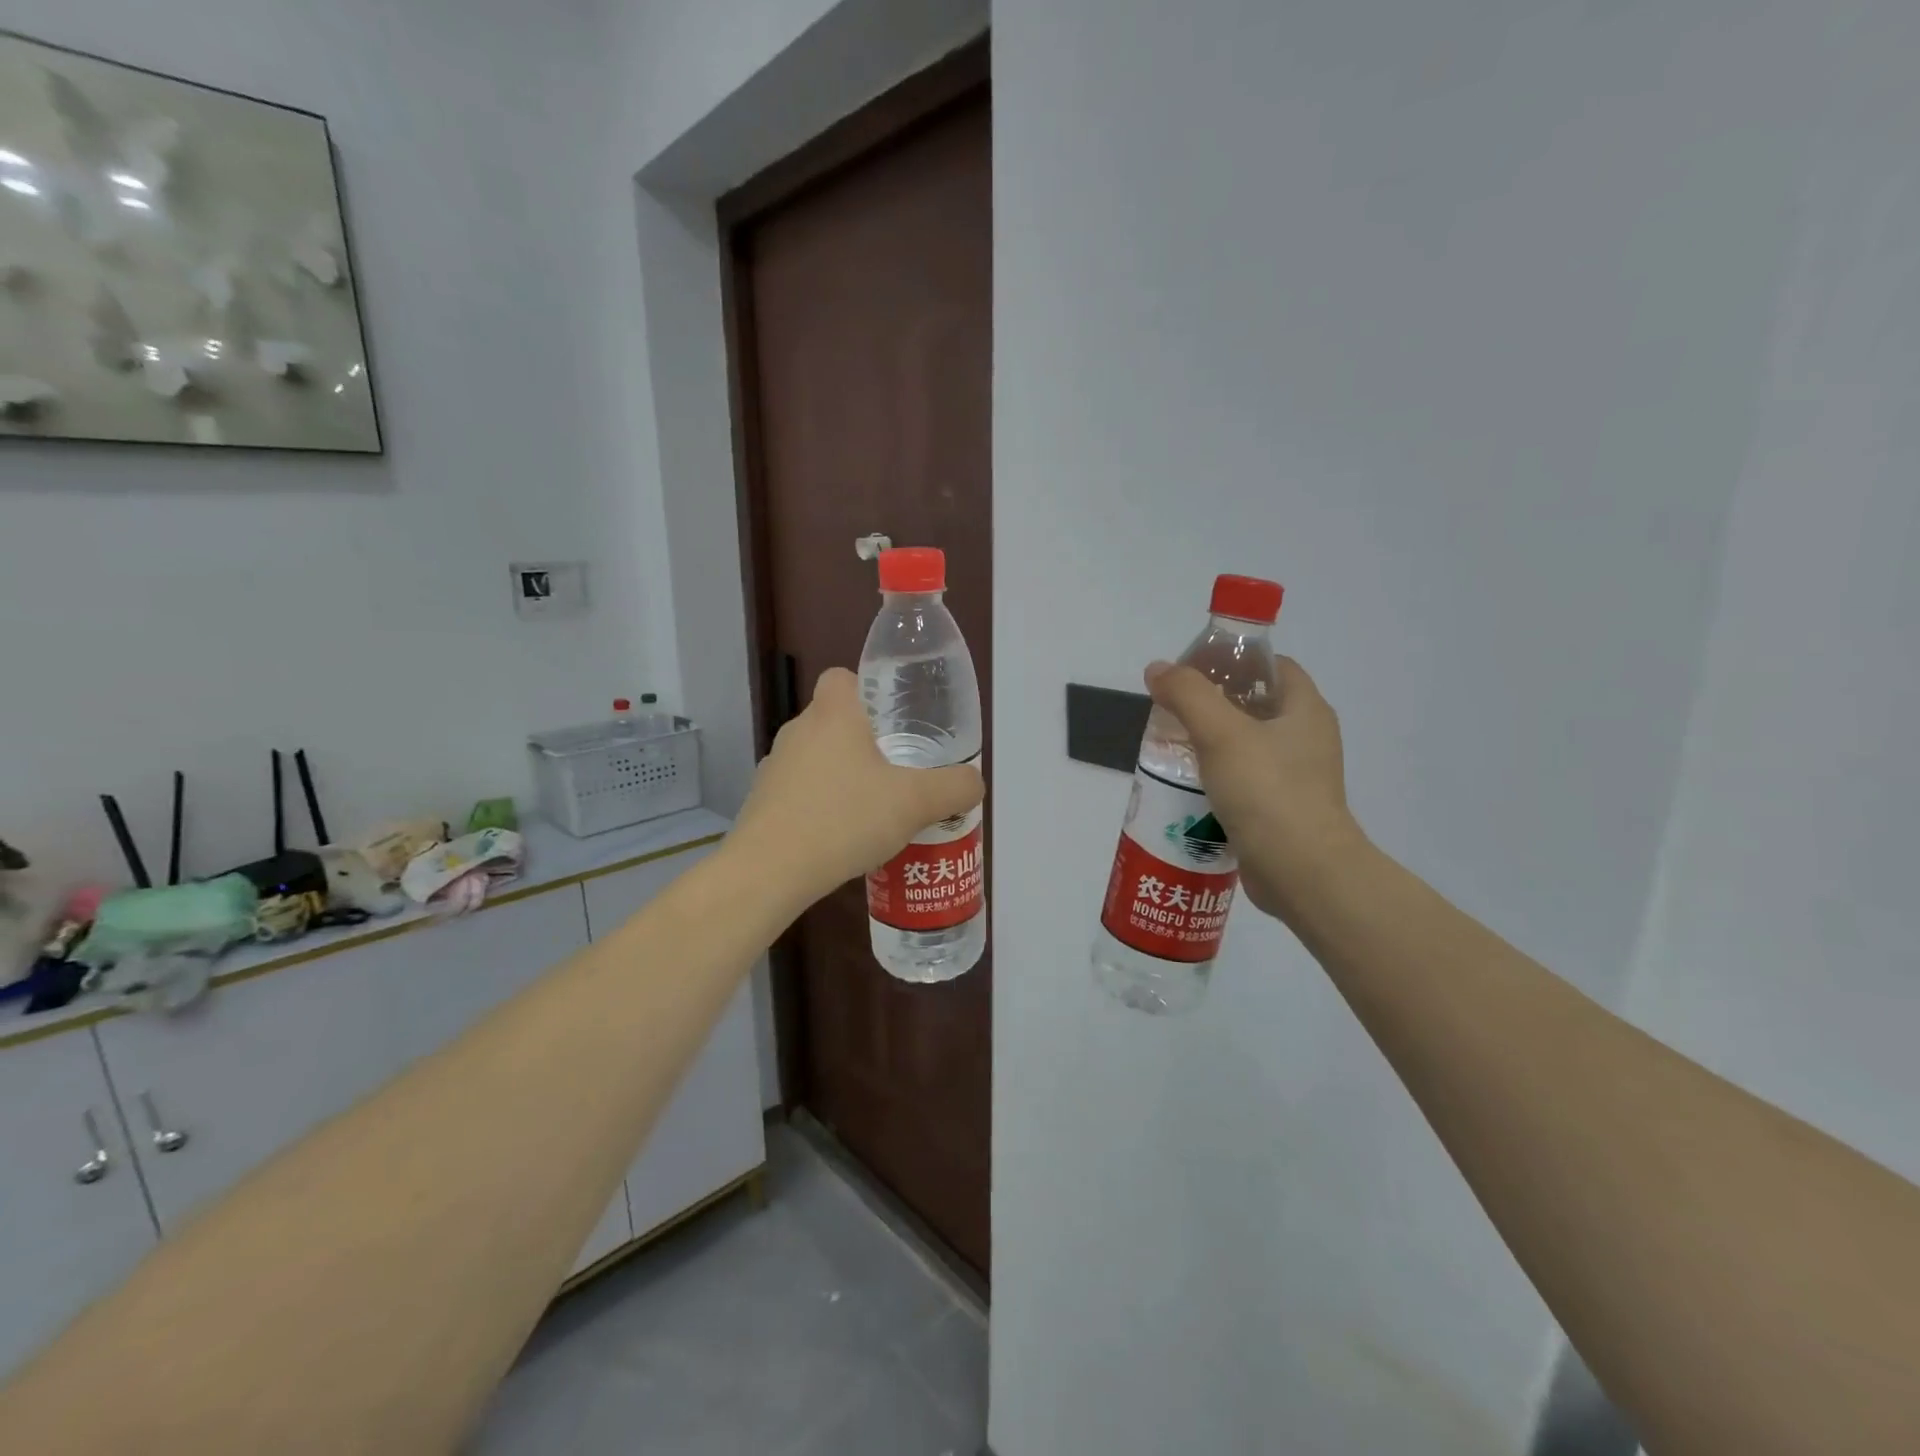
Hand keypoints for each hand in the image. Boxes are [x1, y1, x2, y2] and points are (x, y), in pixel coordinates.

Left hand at [733, 667, 983, 904]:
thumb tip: (973, 781)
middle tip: (897, 769)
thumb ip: (954, 788)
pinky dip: (821, 805)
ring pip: (817, 758)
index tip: (892, 720)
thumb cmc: (844, 819)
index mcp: (833, 715)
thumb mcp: (915, 802)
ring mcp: (775, 767)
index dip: (867, 690)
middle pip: (833, 720)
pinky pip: (801, 791)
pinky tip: (843, 837)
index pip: (842, 677)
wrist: (770, 871)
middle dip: (863, 740)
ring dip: (842, 776)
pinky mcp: (762, 803)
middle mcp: (798, 731)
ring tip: (873, 809)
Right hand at [1144, 656, 1362, 918]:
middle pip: (1257, 705)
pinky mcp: (1281, 811)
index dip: (1236, 661)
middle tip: (1173, 709)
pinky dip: (1217, 778)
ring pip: (1248, 747)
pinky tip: (1187, 785)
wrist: (1301, 872)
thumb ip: (1187, 694)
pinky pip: (1245, 782)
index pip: (1274, 667)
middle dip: (1214, 703)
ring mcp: (1297, 778)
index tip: (1194, 670)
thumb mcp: (1221, 732)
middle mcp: (1307, 740)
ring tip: (1171, 746)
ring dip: (1212, 744)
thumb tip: (1158, 669)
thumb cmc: (1267, 791)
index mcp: (1306, 711)